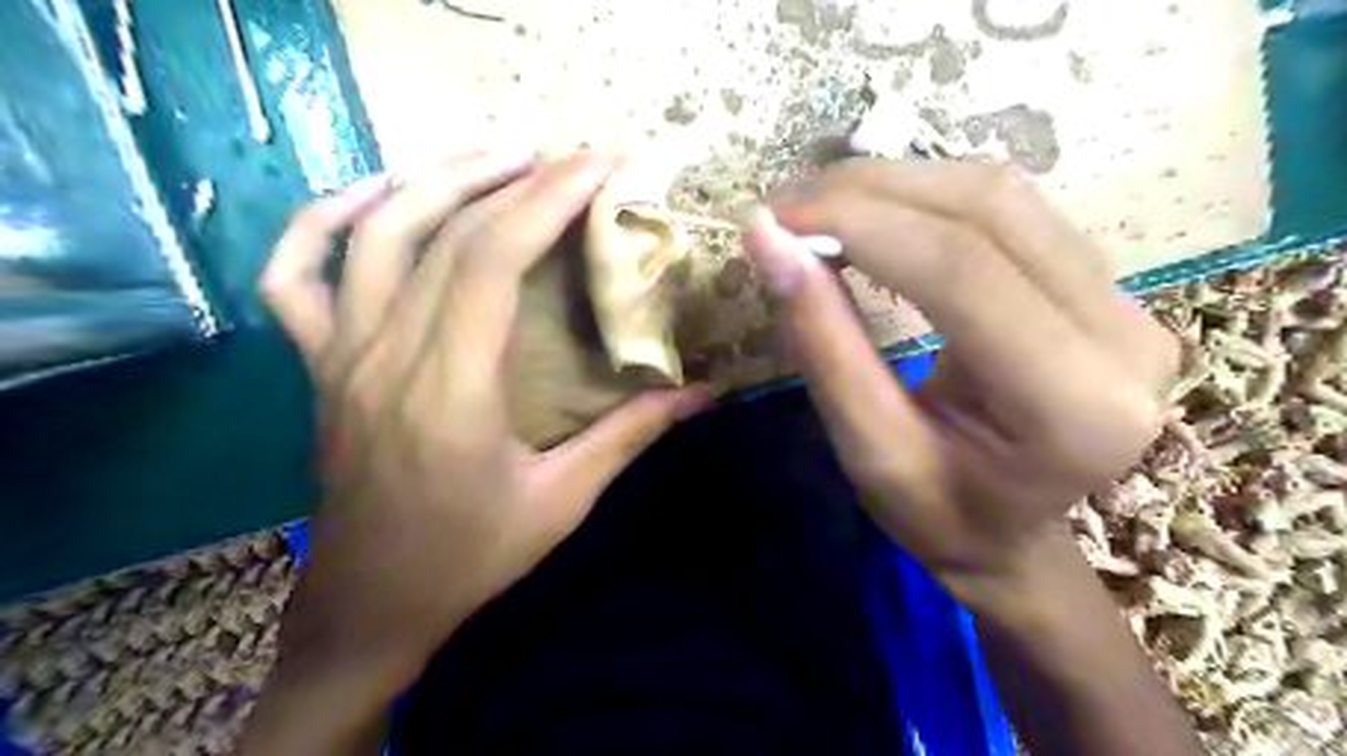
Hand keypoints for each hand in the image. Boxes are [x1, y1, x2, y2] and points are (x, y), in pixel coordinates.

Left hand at [256, 150, 709, 686]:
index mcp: (450, 389)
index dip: (548, 198)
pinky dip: (325, 220)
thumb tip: (702, 392)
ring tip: (499, 159)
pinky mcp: (318, 364)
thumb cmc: (470, 558)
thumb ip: (630, 435)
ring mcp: (338, 354)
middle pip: (443, 232)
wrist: (371, 604)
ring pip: (373, 234)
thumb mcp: (563, 501)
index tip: (598, 164)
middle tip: (569, 157)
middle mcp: (385, 355)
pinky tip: (377, 197)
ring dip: (437, 180)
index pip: (492, 258)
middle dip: (514, 178)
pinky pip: (295, 274)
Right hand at [741, 158, 1176, 609]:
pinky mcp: (1104, 283)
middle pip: (987, 210)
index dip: (858, 225)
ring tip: (814, 208)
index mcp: (1075, 405)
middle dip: (867, 193)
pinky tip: (868, 215)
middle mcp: (1126, 336)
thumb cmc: (937, 515)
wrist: (1009, 534)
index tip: (771, 220)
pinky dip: (921, 199)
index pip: (960, 270)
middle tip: (783, 209)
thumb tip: (767, 243)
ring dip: (892, 185)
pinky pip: (1008, 210)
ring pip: (998, 194)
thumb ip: (822, 343)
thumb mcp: (866, 448)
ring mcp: (1129, 300)